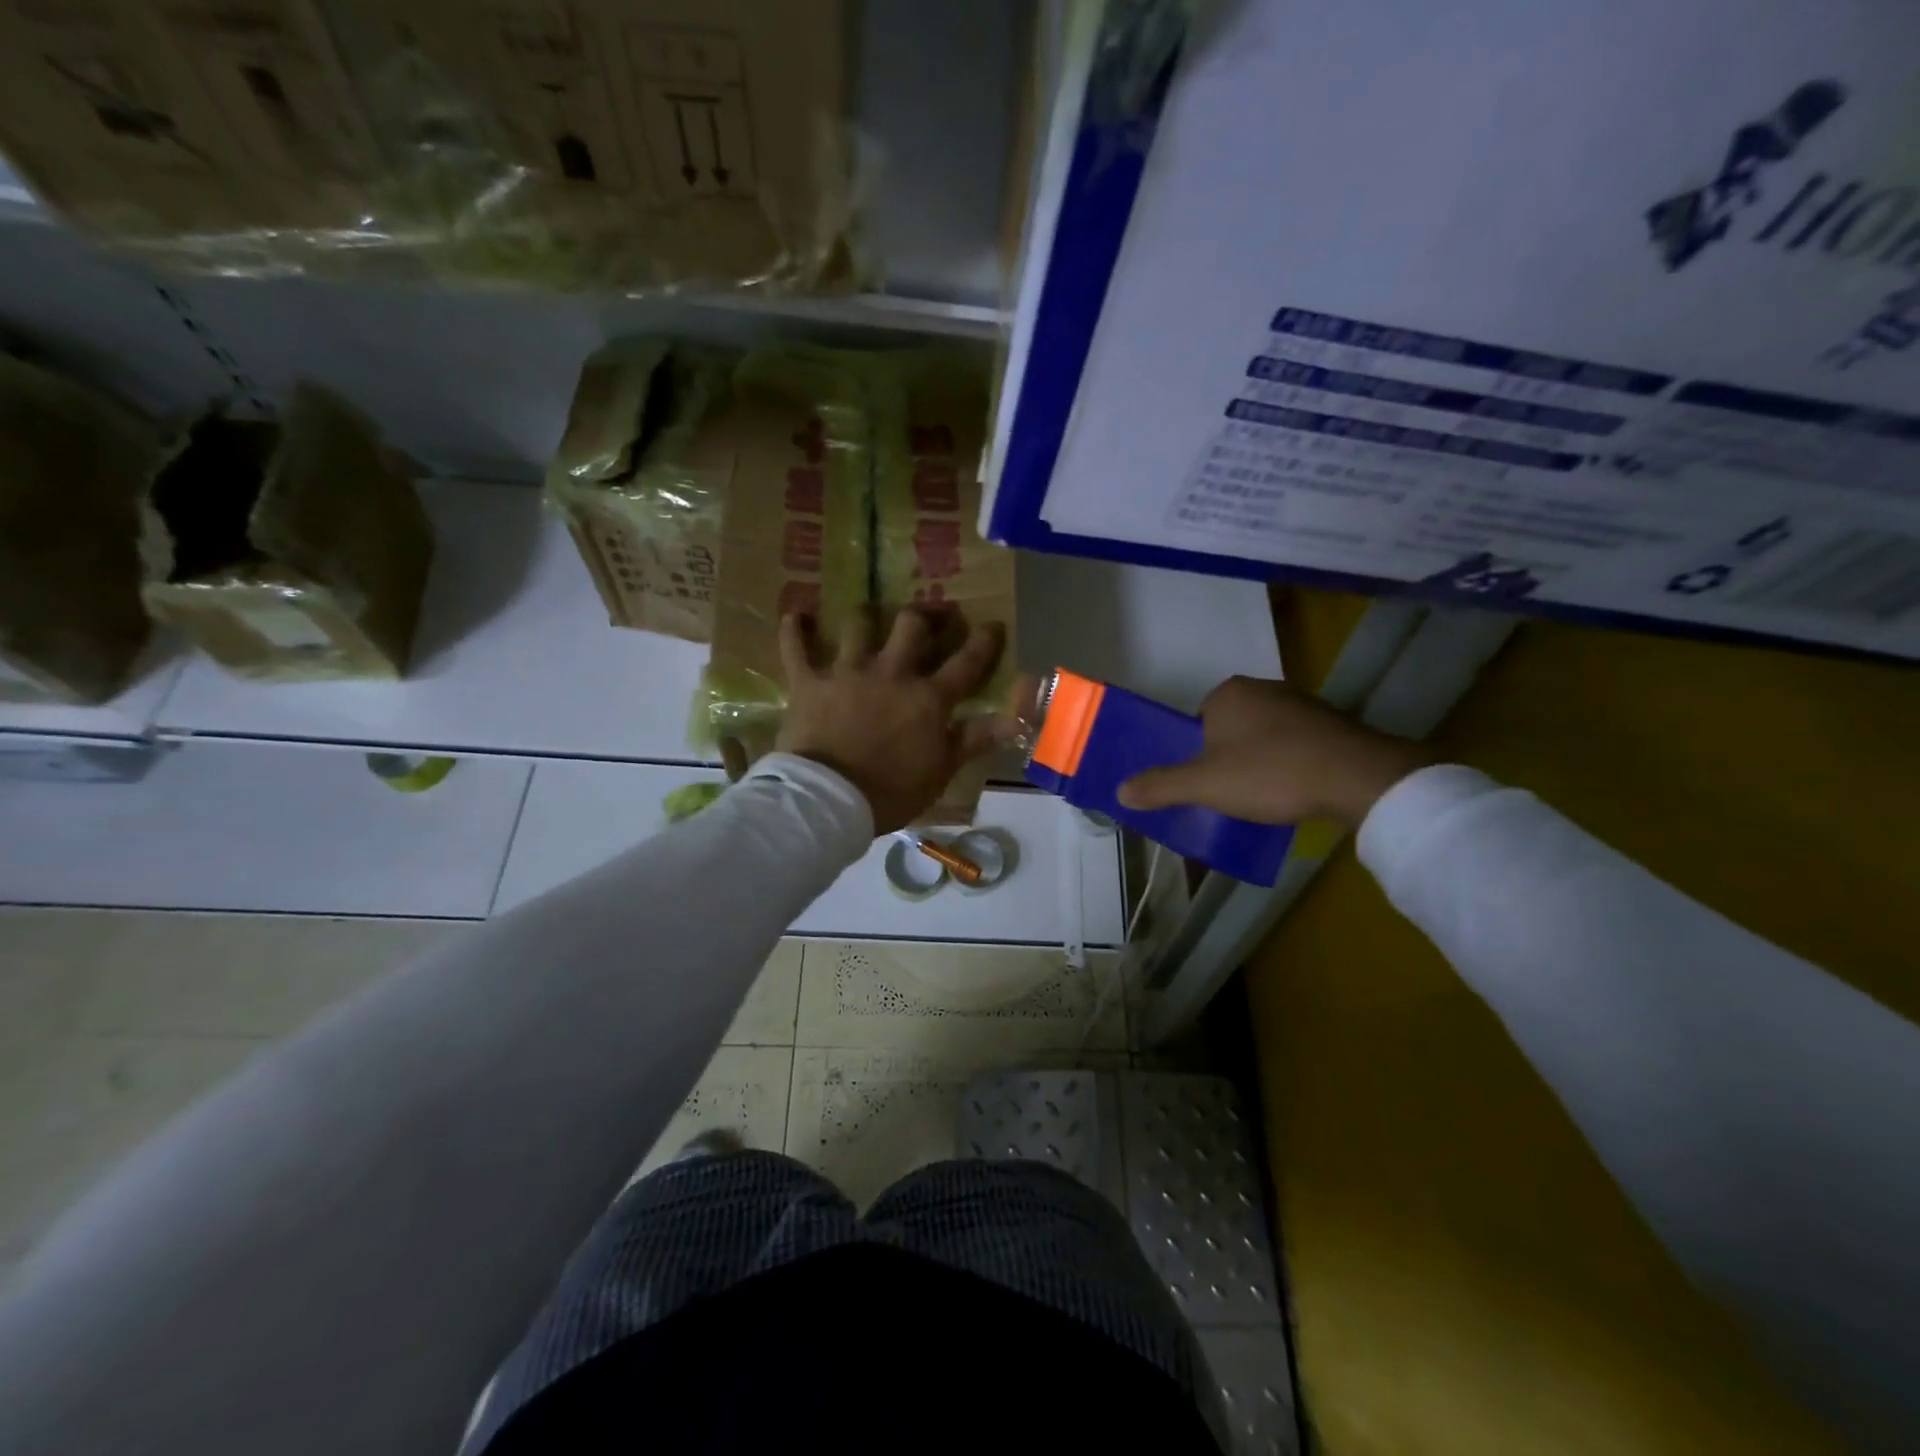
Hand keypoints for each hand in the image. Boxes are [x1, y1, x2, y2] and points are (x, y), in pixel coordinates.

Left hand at [776, 608, 1012, 833]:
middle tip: (929, 615)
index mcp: (928, 698)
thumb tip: (1014, 719)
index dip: (983, 642)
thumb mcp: (941, 771)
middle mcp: (891, 673)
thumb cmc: (891, 792)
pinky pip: (796, 646)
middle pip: (912, 626)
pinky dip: (795, 629)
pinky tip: (797, 615)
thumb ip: (975, 739)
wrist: (829, 801)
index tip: (992, 625)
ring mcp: (848, 672)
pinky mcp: (809, 681)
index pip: (966, 662)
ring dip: (866, 615)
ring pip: (859, 624)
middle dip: (925, 615)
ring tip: (868, 613)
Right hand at [1116, 676, 1429, 827]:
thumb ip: (1160, 786)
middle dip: (1228, 758)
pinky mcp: (1332, 722)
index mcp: (1227, 694)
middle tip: (1232, 792)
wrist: (1358, 777)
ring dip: (1260, 761)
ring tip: (1265, 795)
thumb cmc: (1270, 773)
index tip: (1207, 783)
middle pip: (1229, 728)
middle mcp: (1263, 688)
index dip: (1197, 755)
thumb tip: (1118, 791)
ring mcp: (1301, 702)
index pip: (1197, 722)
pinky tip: (1296, 788)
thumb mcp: (1205, 785)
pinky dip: (1290, 763)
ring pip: (1264, 736)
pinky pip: (1295, 743)